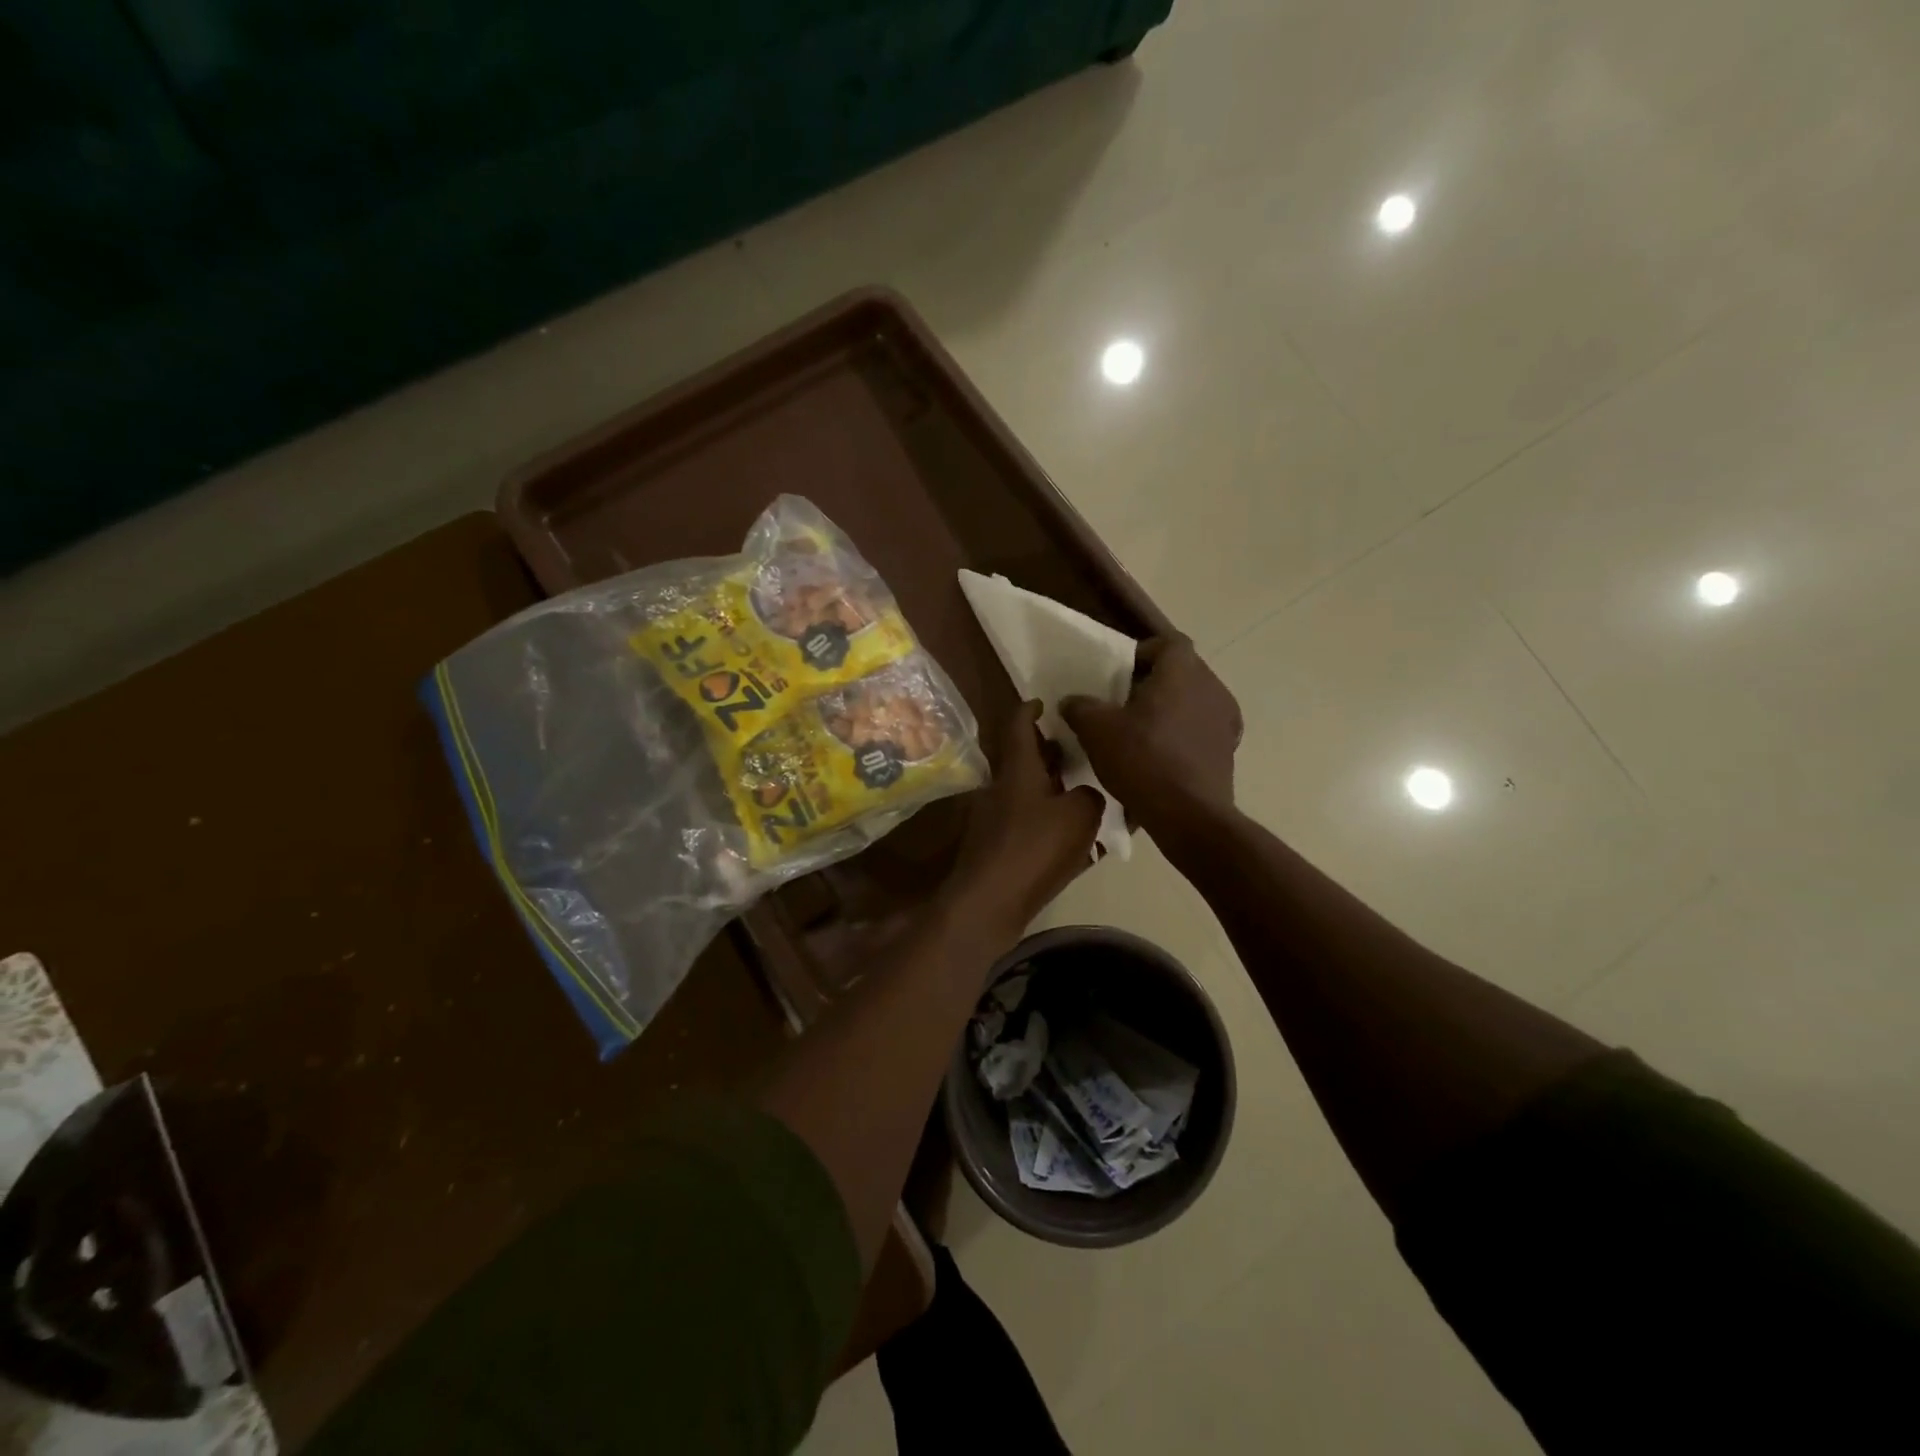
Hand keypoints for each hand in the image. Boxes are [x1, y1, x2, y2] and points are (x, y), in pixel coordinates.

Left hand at [945, 701, 1103, 937]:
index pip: (1019, 725)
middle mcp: (1001, 787)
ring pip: (1026, 791)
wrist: (990, 902)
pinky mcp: (996, 846)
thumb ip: (1090, 795)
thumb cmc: (1034, 848)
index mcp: (1017, 769)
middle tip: (1078, 749)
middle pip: (1024, 759)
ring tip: (1083, 791)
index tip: (1045, 703)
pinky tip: (1072, 835)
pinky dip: (1046, 819)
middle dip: (1049, 751)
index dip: (1031, 709)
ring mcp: (994, 818)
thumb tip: (1085, 794)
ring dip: (1051, 787)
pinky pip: (1026, 821)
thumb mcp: (1080, 815)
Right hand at [1062, 634, 1241, 837]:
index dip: (1141, 652)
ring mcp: (1226, 720)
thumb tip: (1072, 701)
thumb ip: (1080, 707)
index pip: (1166, 643)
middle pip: (1180, 672)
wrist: (1189, 816)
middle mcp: (1212, 687)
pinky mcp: (1228, 750)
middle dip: (1152, 683)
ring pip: (1192, 701)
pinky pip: (1200, 730)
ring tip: (1139, 731)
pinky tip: (1159, 757)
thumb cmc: (1142, 760)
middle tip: (1122, 702)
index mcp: (1182, 671)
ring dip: (1168, 709)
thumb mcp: (1096, 730)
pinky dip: (1181, 735)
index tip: (1118, 673)